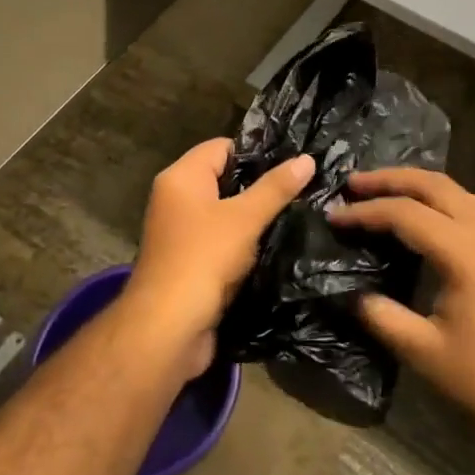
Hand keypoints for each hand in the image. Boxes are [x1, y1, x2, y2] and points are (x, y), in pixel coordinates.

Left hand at [119, 139, 314, 377]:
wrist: (169, 327)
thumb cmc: (204, 258)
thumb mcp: (245, 218)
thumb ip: (275, 188)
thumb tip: (306, 158)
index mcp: (181, 177)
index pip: (222, 147)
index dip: (257, 152)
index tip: (294, 163)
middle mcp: (176, 199)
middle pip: (225, 180)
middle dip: (261, 186)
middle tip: (304, 189)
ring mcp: (182, 233)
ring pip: (226, 214)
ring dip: (255, 218)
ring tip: (298, 215)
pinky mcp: (191, 262)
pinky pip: (222, 242)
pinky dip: (245, 244)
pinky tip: (276, 247)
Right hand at [326, 168, 474, 450]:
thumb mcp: (423, 352)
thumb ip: (381, 315)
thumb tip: (350, 294)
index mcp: (467, 254)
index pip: (406, 214)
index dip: (365, 212)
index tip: (333, 216)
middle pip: (436, 186)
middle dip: (391, 179)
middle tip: (353, 184)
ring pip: (458, 193)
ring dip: (418, 186)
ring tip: (383, 193)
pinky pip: (473, 211)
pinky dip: (441, 203)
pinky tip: (424, 221)